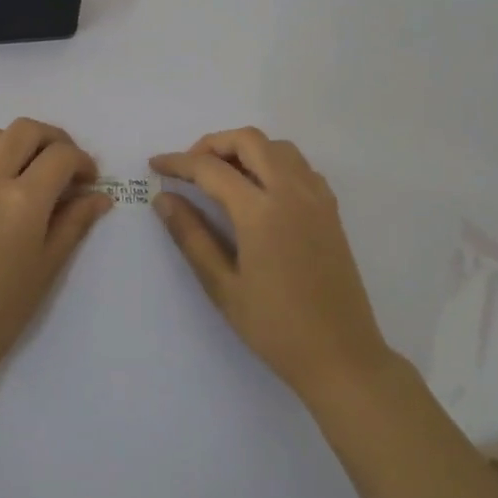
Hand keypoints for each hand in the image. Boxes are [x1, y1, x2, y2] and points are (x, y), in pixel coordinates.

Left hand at [0, 118, 112, 382]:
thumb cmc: (1, 310)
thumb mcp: (48, 267)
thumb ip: (74, 223)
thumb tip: (99, 196)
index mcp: (22, 199)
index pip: (60, 155)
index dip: (83, 162)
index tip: (91, 183)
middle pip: (26, 130)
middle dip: (55, 139)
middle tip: (70, 167)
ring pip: (0, 136)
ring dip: (27, 142)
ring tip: (42, 174)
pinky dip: (4, 155)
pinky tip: (14, 188)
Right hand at [151, 128, 391, 399]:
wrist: (342, 357)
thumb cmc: (275, 328)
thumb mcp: (223, 286)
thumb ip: (191, 236)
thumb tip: (163, 199)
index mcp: (261, 211)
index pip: (211, 169)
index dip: (178, 162)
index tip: (155, 165)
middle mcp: (291, 192)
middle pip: (248, 140)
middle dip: (213, 144)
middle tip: (189, 168)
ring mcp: (316, 198)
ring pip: (277, 147)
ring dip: (245, 149)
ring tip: (222, 176)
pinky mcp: (330, 210)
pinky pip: (299, 166)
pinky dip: (273, 162)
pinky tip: (260, 191)